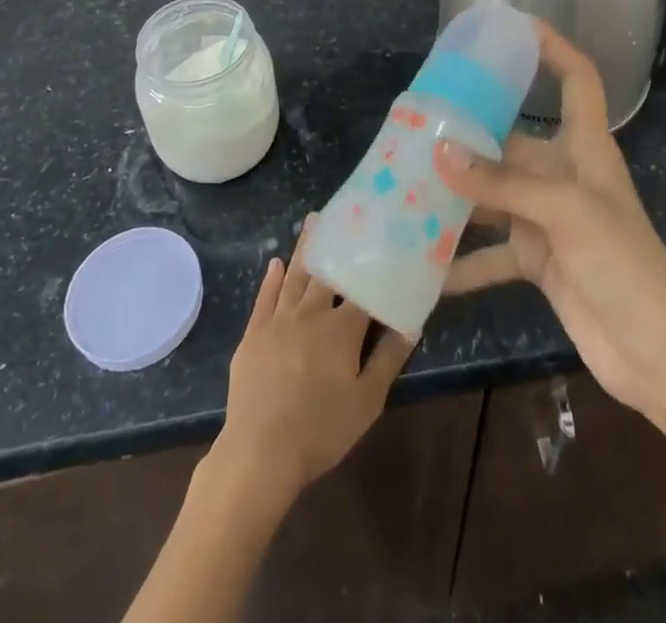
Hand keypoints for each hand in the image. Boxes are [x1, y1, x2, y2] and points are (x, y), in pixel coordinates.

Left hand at [214, 220, 413, 507]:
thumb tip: (412, 324)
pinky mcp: (254, 333)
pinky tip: (276, 263)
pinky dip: (272, 279)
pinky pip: (265, 297)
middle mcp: (311, 312)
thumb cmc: (321, 430)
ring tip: (312, 220)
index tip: (383, 241)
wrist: (259, 453)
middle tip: (342, 212)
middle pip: (327, 272)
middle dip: (336, 242)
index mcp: (342, 327)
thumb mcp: (367, 401)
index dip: (374, 267)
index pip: (363, 290)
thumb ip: (389, 359)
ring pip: (296, 275)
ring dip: (305, 247)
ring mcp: (279, 320)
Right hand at [434, 22, 665, 415]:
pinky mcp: (538, 261)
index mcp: (585, 147)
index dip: (554, 48)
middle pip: (513, 140)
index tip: (515, 27)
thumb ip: (500, 183)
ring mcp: (549, 220)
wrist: (657, 355)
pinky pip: (491, 254)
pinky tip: (425, 269)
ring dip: (457, 196)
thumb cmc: (624, 264)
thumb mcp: (564, 213)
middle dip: (470, 133)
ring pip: (494, 195)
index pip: (577, 80)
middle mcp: (564, 176)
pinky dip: (462, 262)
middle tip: (419, 123)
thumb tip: (439, 151)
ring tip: (406, 186)